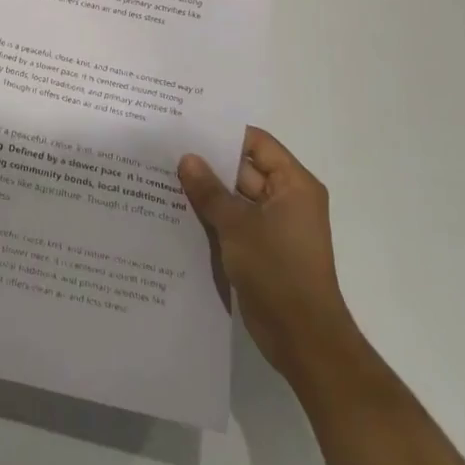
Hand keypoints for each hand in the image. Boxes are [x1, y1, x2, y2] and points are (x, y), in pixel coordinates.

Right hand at [178, 126, 361, 385]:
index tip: (186, 126)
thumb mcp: (237, 226)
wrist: (302, 338)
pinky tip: (176, 209)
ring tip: (162, 176)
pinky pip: (234, 220)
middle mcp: (287, 198)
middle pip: (244, 168)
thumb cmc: (277, 272)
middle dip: (208, 162)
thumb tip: (187, 158)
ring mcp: (274, 225)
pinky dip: (211, 215)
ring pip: (235, 196)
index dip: (223, 133)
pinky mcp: (262, 247)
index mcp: (293, 184)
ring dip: (206, 191)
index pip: (256, 143)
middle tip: (166, 149)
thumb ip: (209, 191)